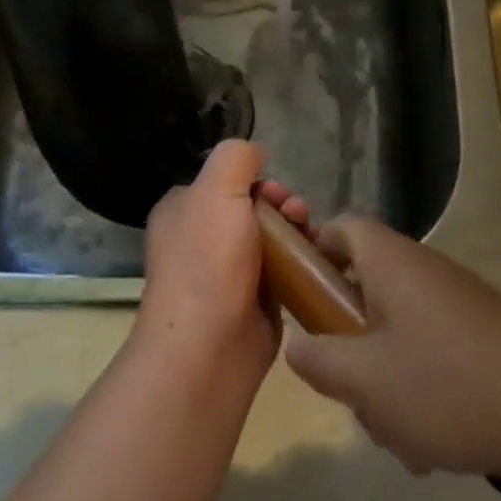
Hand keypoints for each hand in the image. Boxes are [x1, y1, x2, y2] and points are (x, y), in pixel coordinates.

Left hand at [135, 140, 308, 386]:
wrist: (209, 348)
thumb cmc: (208, 261)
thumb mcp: (216, 190)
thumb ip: (236, 158)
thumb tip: (256, 153)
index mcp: (183, 211)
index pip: (225, 180)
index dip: (256, 180)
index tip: (275, 192)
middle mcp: (202, 239)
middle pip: (252, 208)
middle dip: (282, 205)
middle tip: (298, 214)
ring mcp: (227, 273)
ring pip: (271, 239)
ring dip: (296, 232)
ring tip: (312, 238)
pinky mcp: (253, 302)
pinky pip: (283, 272)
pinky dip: (301, 264)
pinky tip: (317, 263)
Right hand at [284, 217, 500, 482]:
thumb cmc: (449, 385)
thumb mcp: (365, 381)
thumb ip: (318, 360)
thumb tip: (299, 345)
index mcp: (390, 262)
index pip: (340, 227)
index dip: (313, 253)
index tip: (301, 300)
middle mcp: (424, 272)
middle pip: (365, 290)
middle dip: (350, 344)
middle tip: (350, 388)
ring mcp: (458, 306)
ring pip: (397, 334)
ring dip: (387, 382)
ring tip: (400, 435)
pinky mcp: (484, 340)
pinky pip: (433, 356)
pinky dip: (423, 394)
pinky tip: (435, 446)